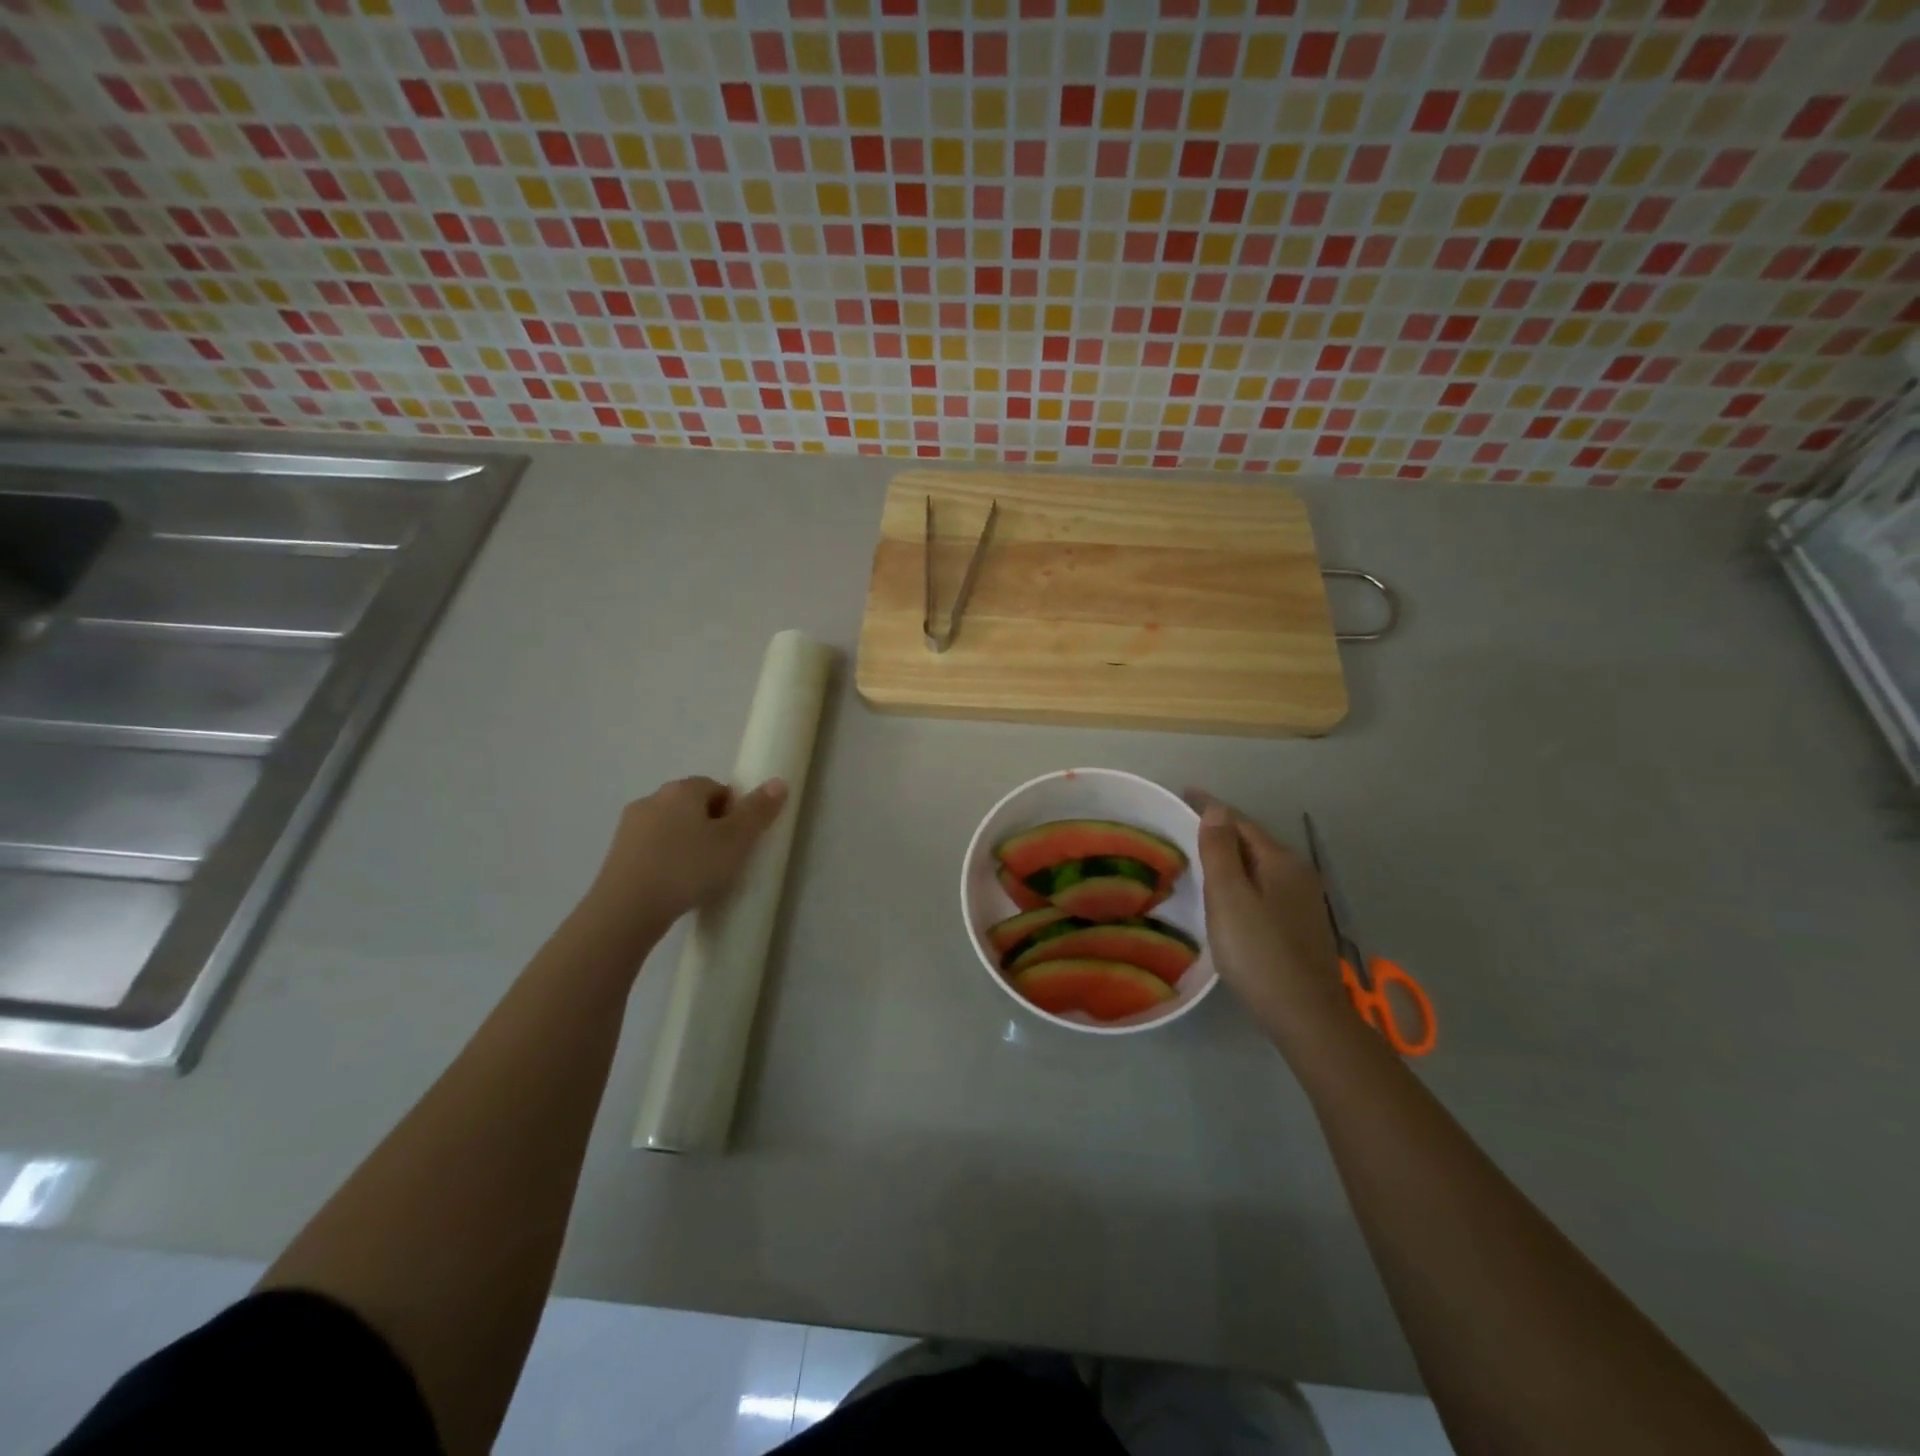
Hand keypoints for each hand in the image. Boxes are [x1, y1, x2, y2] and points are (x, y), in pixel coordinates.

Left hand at [577, 776, 787, 951]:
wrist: (626, 910)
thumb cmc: (688, 869)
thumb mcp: (735, 841)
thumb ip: (758, 811)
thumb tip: (779, 782)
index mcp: (682, 789)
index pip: (717, 788)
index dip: (734, 812)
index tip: (740, 841)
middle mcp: (653, 798)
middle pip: (693, 806)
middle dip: (710, 827)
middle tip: (724, 859)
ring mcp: (629, 826)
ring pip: (671, 828)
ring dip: (686, 844)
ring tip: (699, 877)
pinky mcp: (616, 854)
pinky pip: (652, 849)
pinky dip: (666, 860)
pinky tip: (674, 886)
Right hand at [1186, 790, 1346, 1036]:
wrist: (1305, 1014)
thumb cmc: (1258, 951)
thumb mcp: (1229, 897)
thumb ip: (1220, 850)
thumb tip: (1217, 810)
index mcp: (1281, 861)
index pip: (1239, 821)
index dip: (1210, 807)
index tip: (1182, 793)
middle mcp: (1298, 873)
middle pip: (1252, 841)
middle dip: (1220, 831)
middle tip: (1184, 827)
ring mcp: (1304, 900)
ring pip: (1259, 865)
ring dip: (1231, 857)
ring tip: (1200, 858)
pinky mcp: (1301, 924)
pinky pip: (1265, 886)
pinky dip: (1243, 880)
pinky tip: (1228, 896)